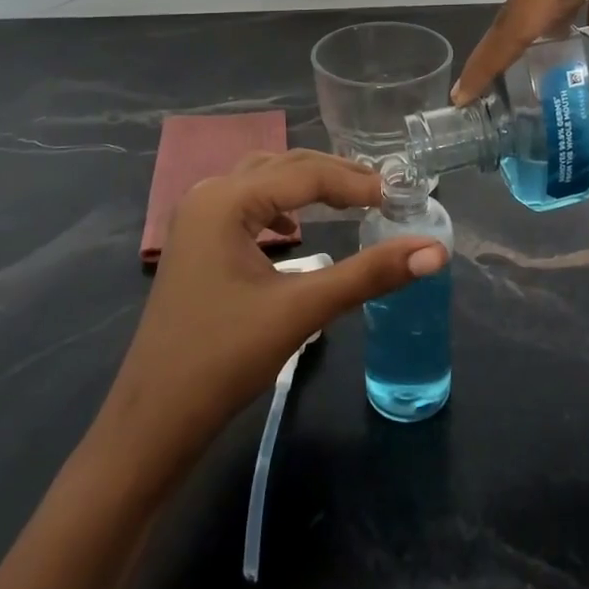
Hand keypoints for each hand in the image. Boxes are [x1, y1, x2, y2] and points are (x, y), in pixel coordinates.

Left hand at [97, 150, 446, 486]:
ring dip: (307, 186)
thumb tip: (435, 252)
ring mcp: (197, 221)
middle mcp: (208, 196)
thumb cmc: (223, 359)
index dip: (356, 183)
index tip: (400, 198)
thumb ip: (369, 274)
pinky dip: (280, 207)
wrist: (154, 421)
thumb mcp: (302, 310)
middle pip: (283, 167)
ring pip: (263, 182)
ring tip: (351, 200)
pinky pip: (246, 206)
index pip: (305, 174)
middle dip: (334, 176)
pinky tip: (295, 230)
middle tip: (383, 193)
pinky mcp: (197, 246)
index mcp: (226, 200)